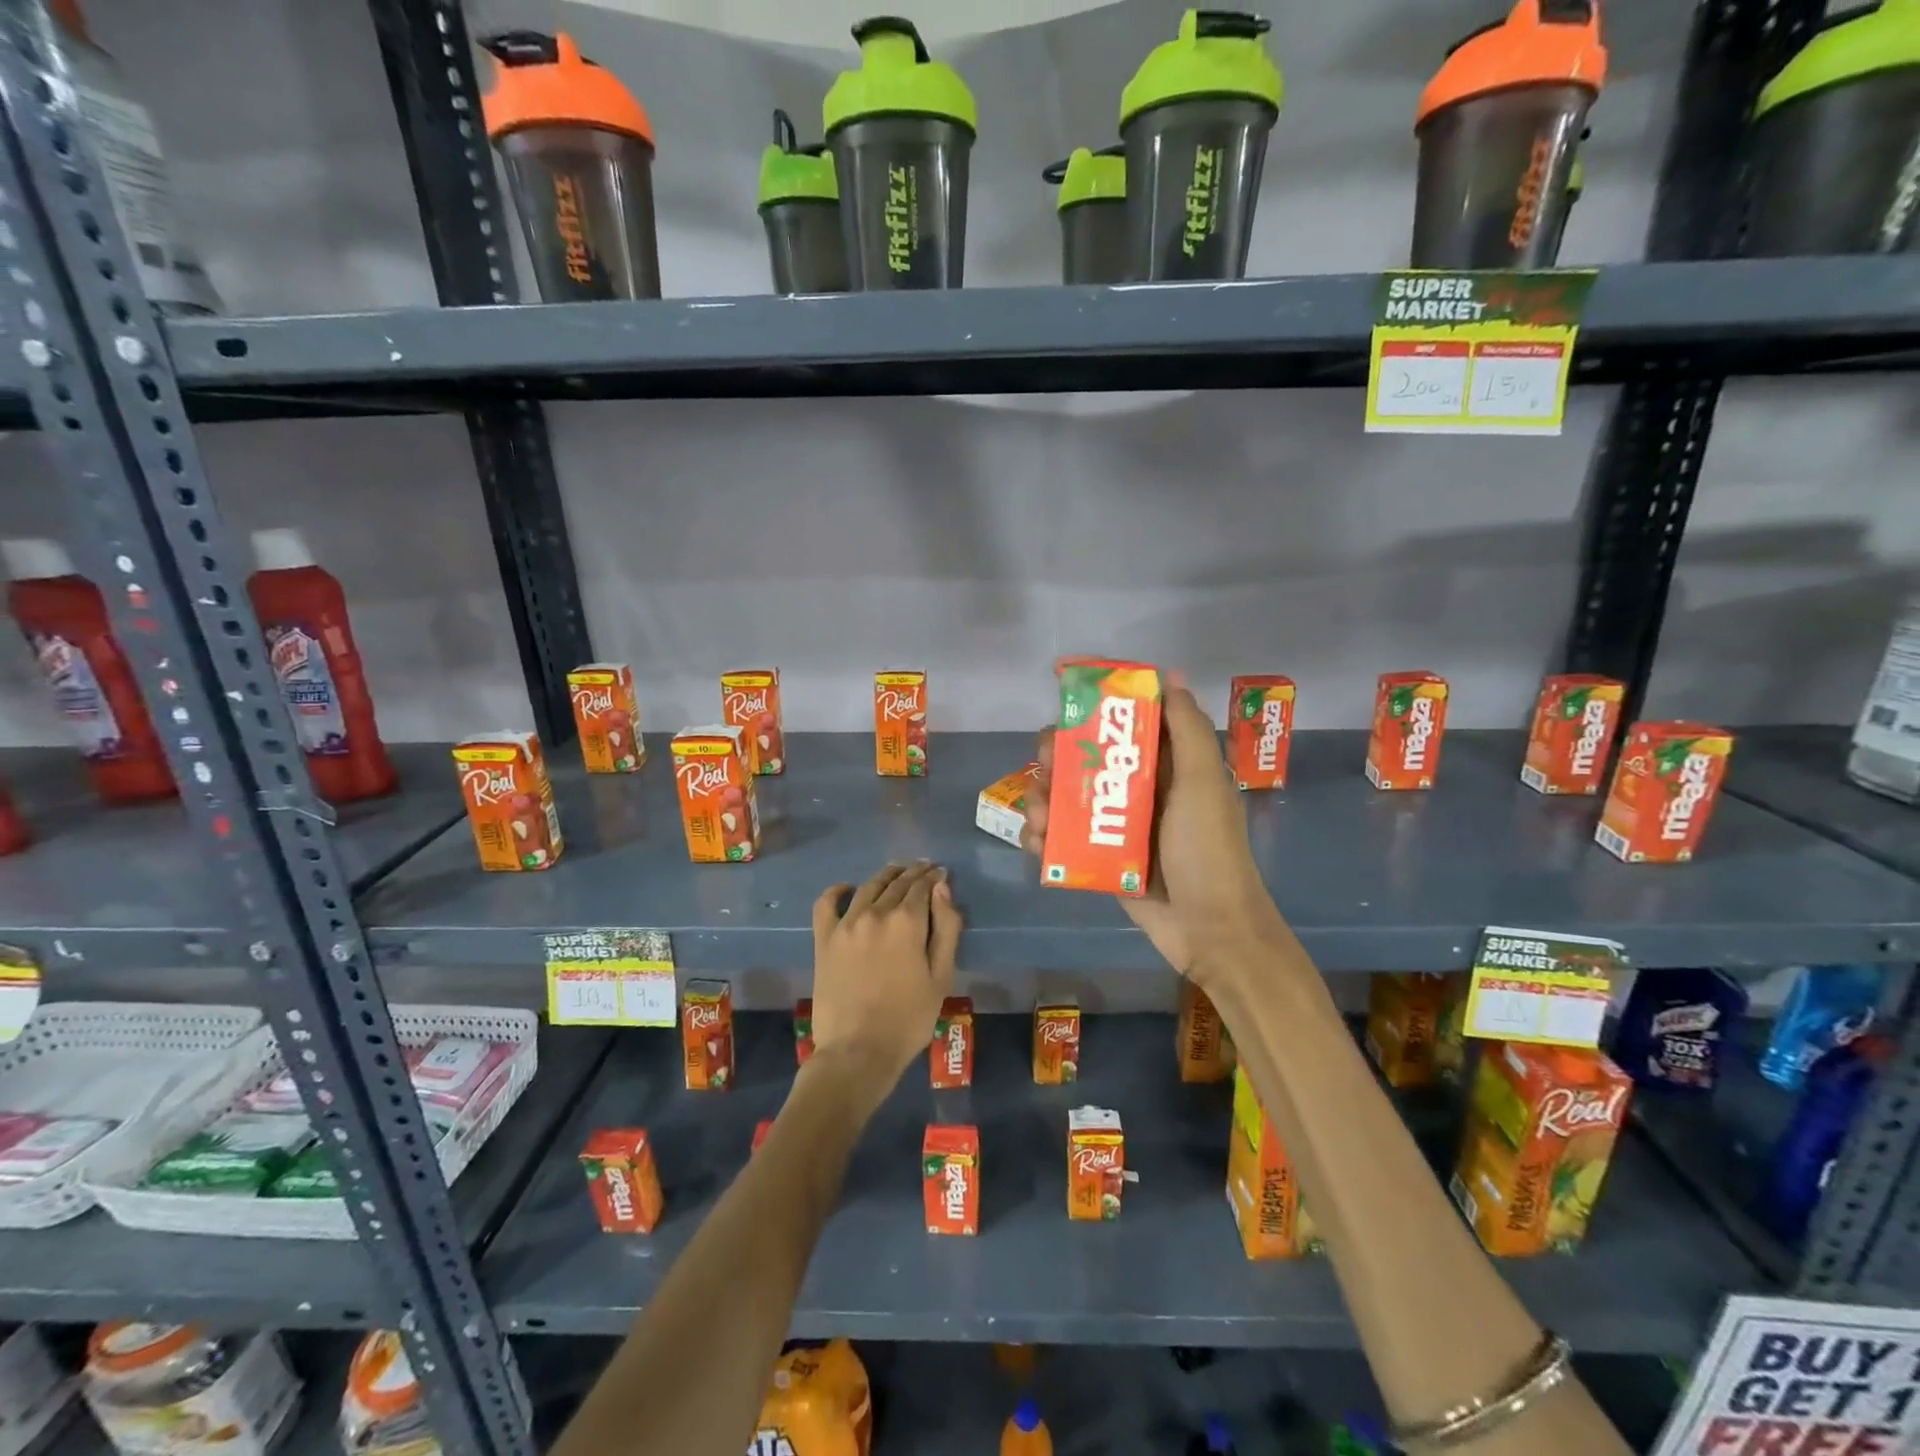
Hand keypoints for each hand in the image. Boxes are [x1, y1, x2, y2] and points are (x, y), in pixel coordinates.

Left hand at [808, 862, 962, 1091]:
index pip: (923, 886)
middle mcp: (875, 912)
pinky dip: (837, 891)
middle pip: (897, 883)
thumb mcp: (941, 977)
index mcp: (907, 921)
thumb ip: (946, 929)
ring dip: (885, 876)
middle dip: (913, 873)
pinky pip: (827, 904)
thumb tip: (942, 889)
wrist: (857, 1052)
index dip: (934, 877)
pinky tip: (847, 889)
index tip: (941, 873)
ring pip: (868, 887)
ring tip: (895, 872)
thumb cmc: (908, 1019)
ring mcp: (845, 924)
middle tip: (923, 869)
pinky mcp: (824, 939)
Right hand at [1022, 685, 1285, 985]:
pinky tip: (1037, 843)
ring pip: (1068, 800)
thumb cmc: (1206, 850)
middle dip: (1057, 758)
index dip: (1095, 711)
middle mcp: (1140, 792)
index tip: (1065, 704)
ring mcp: (1118, 828)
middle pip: (1087, 760)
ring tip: (1038, 815)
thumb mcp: (1201, 783)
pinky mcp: (1102, 860)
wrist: (1210, 930)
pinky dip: (1044, 838)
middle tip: (1042, 763)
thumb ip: (1186, 730)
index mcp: (1167, 767)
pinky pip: (1064, 840)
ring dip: (1043, 800)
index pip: (1126, 726)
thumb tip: (1171, 674)